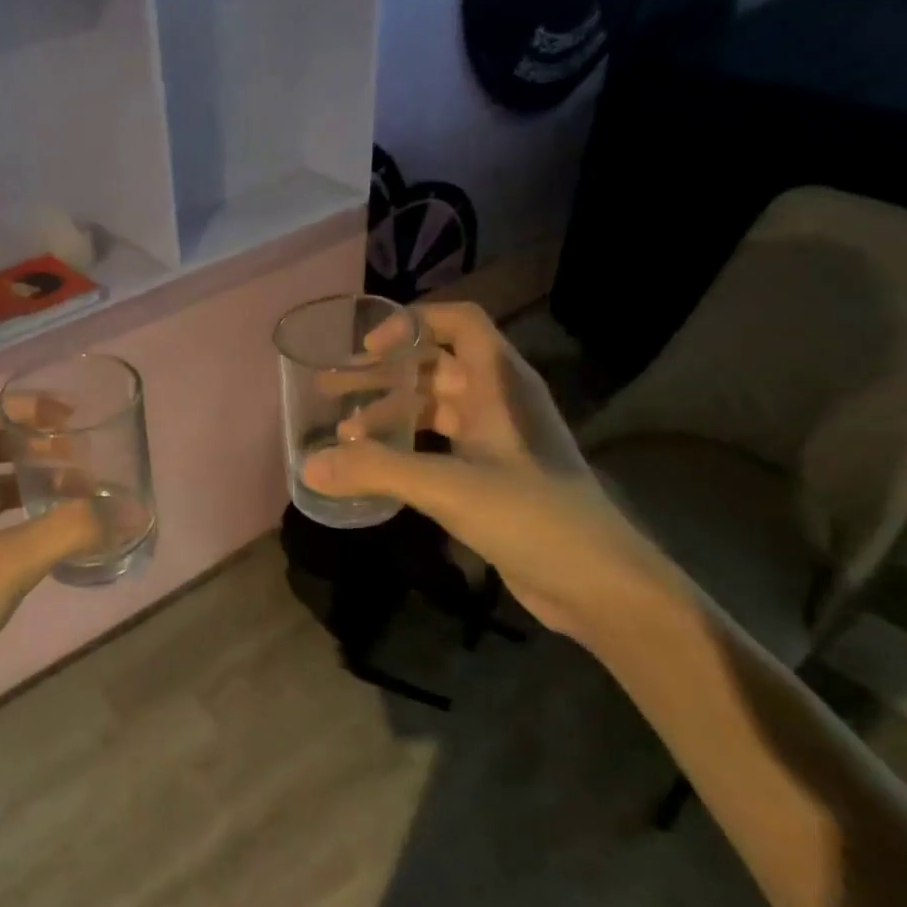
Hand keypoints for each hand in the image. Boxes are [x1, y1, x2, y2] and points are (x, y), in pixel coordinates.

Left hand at [0, 395, 100, 741]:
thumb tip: (133, 511)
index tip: (69, 418)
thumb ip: (69, 533)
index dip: (20, 406)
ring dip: (35, 481)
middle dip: (35, 443)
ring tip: (85, 492)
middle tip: (85, 456)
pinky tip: (62, 533)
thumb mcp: (3, 567)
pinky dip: (30, 519)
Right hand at [307, 303, 679, 637]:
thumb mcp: (450, 487)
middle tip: (331, 386)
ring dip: (390, 412)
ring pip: (434, 407)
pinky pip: (439, 445)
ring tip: (343, 433)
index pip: (459, 323)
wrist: (598, 584)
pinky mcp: (491, 476)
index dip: (412, 323)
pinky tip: (375, 468)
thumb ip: (377, 471)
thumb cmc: (532, 517)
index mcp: (500, 384)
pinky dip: (406, 448)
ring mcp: (497, 440)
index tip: (367, 347)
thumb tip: (309, 467)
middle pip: (436, 365)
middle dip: (383, 372)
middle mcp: (499, 401)